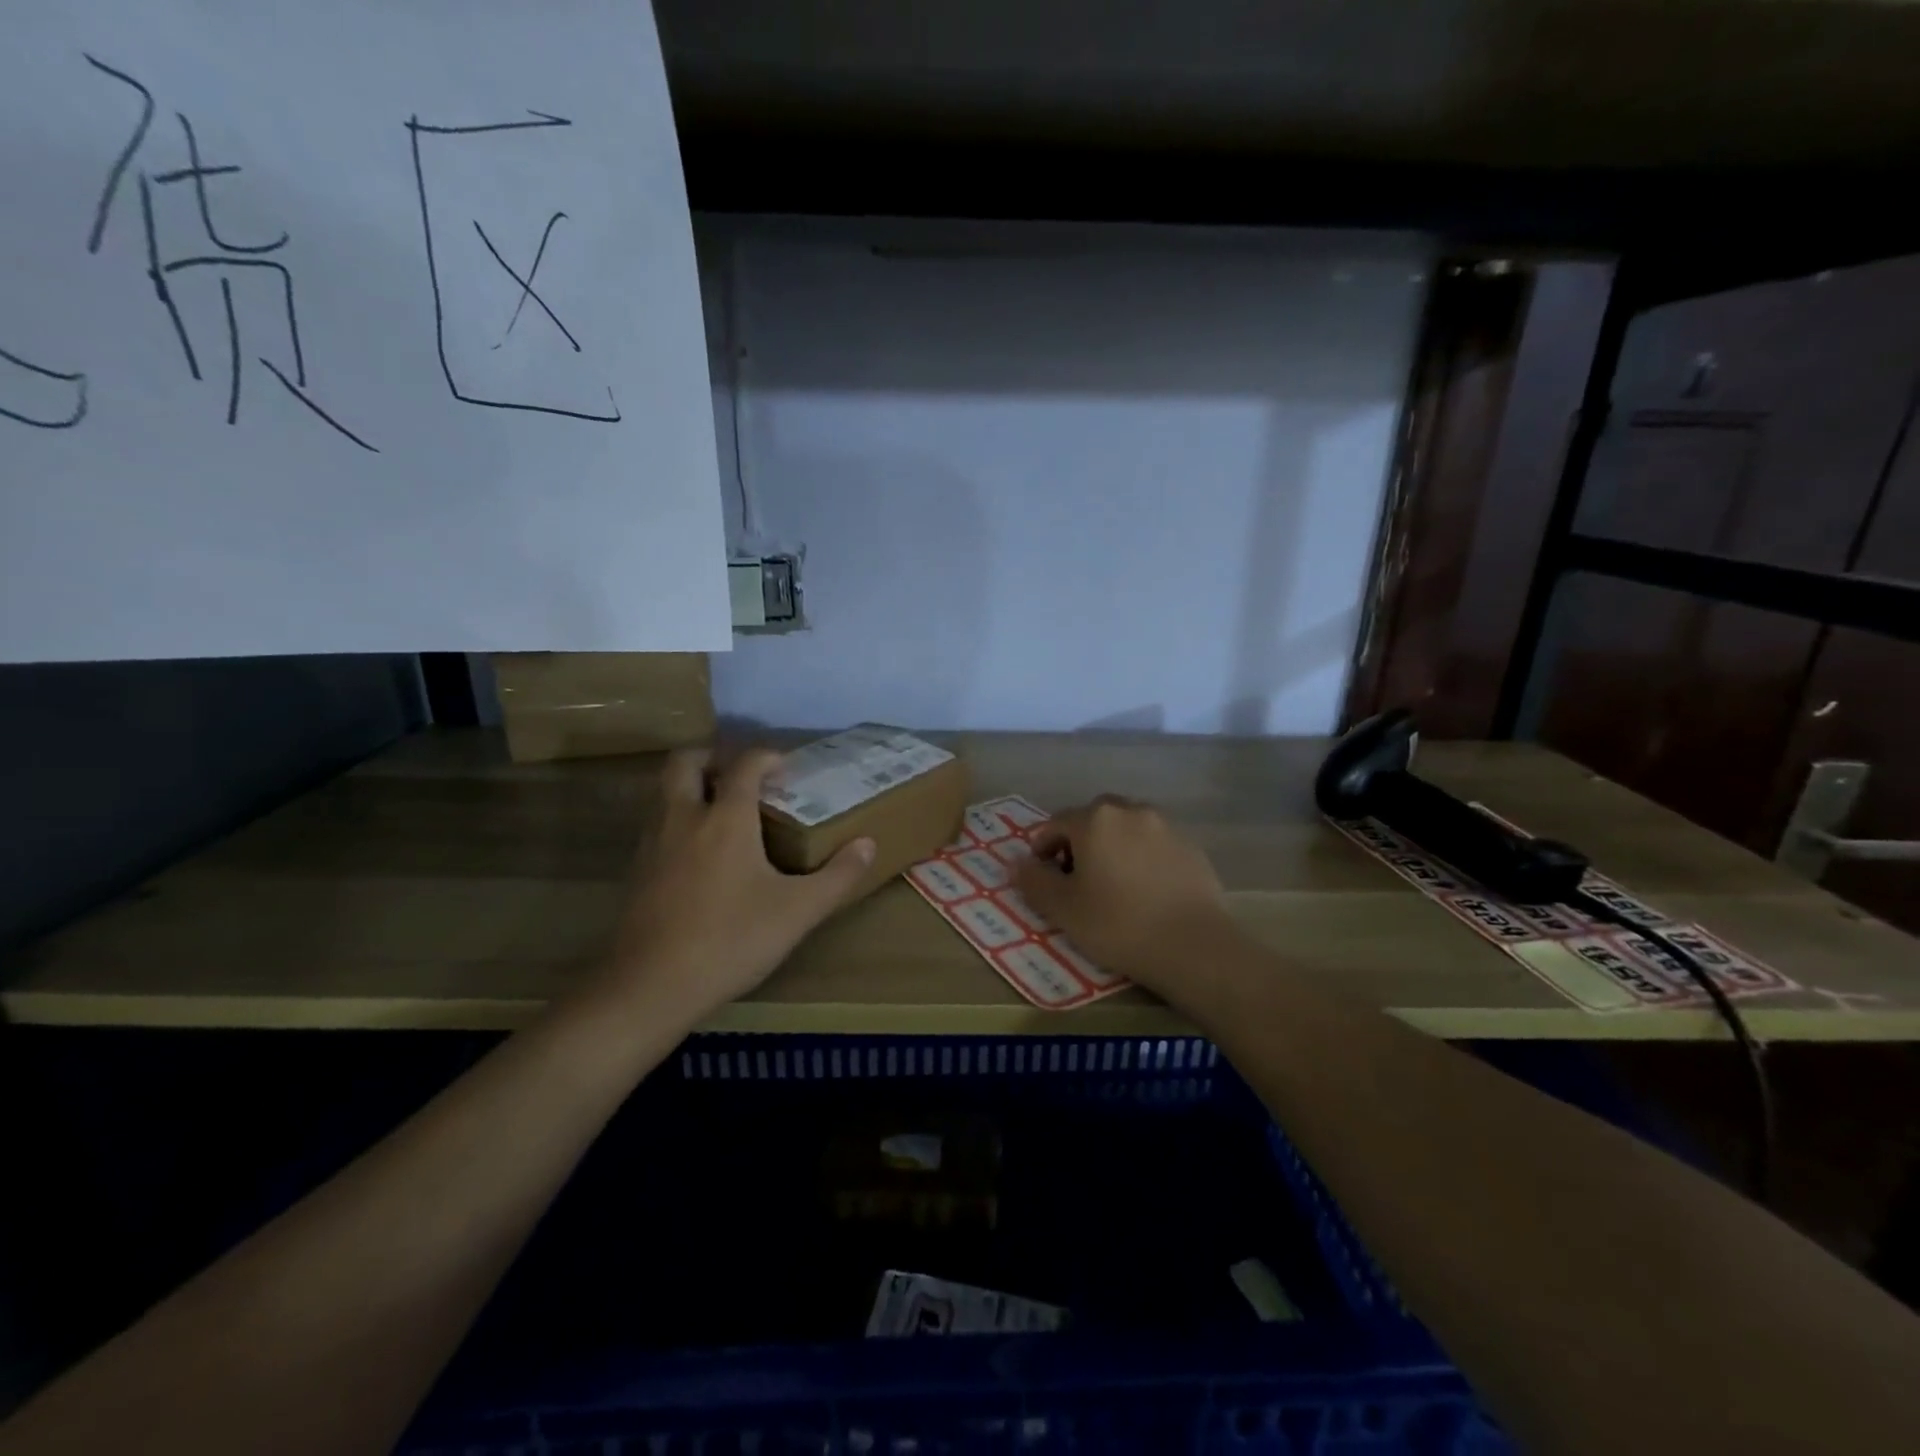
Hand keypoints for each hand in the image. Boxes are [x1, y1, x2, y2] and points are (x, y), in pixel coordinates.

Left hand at [601, 748, 874, 1022]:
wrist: (650, 987)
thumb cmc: (731, 940)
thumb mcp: (797, 912)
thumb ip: (837, 876)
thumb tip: (868, 845)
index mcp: (725, 819)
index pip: (744, 765)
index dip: (766, 757)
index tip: (786, 768)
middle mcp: (684, 818)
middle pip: (686, 762)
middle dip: (714, 756)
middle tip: (742, 776)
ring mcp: (652, 843)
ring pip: (664, 791)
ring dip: (692, 786)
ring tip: (724, 811)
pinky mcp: (636, 870)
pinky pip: (657, 823)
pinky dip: (679, 818)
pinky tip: (700, 853)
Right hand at [1013, 796, 1234, 999]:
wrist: (1193, 946)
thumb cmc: (1118, 924)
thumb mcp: (1063, 909)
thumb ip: (1034, 881)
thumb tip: (1016, 864)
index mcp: (1095, 820)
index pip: (1056, 823)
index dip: (1042, 846)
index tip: (1041, 874)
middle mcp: (1131, 811)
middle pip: (1094, 818)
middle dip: (1078, 840)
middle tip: (1074, 875)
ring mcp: (1166, 826)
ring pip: (1127, 827)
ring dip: (1111, 844)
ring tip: (1110, 881)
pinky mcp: (1191, 847)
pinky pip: (1154, 843)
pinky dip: (1141, 856)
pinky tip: (1143, 889)